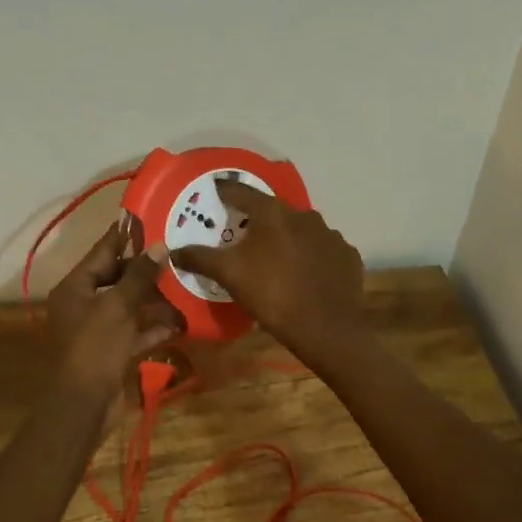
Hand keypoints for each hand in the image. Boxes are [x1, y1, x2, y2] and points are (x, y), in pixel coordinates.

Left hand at [46, 224, 179, 400]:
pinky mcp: (110, 352)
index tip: (149, 219)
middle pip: (116, 278)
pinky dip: (153, 327)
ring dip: (154, 299)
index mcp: (75, 288)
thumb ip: (139, 276)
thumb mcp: (118, 308)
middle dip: (145, 270)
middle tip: (176, 253)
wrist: (82, 408)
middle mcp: (82, 304)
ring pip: (128, 306)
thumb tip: (160, 246)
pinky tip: (180, 322)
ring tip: (184, 285)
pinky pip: (134, 332)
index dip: (125, 236)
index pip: (102, 252)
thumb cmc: (94, 348)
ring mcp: (96, 330)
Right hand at [170, 179, 366, 358]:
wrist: (328, 329)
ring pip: (300, 230)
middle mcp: (304, 215)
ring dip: (286, 238)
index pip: (242, 192)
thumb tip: (174, 251)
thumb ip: (200, 258)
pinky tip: (304, 274)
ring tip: (275, 258)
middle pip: (273, 211)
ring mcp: (330, 235)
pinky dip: (311, 256)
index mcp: (273, 213)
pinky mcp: (347, 255)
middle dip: (257, 220)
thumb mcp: (229, 275)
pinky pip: (322, 249)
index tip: (214, 191)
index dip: (225, 191)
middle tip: (242, 234)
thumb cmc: (273, 295)